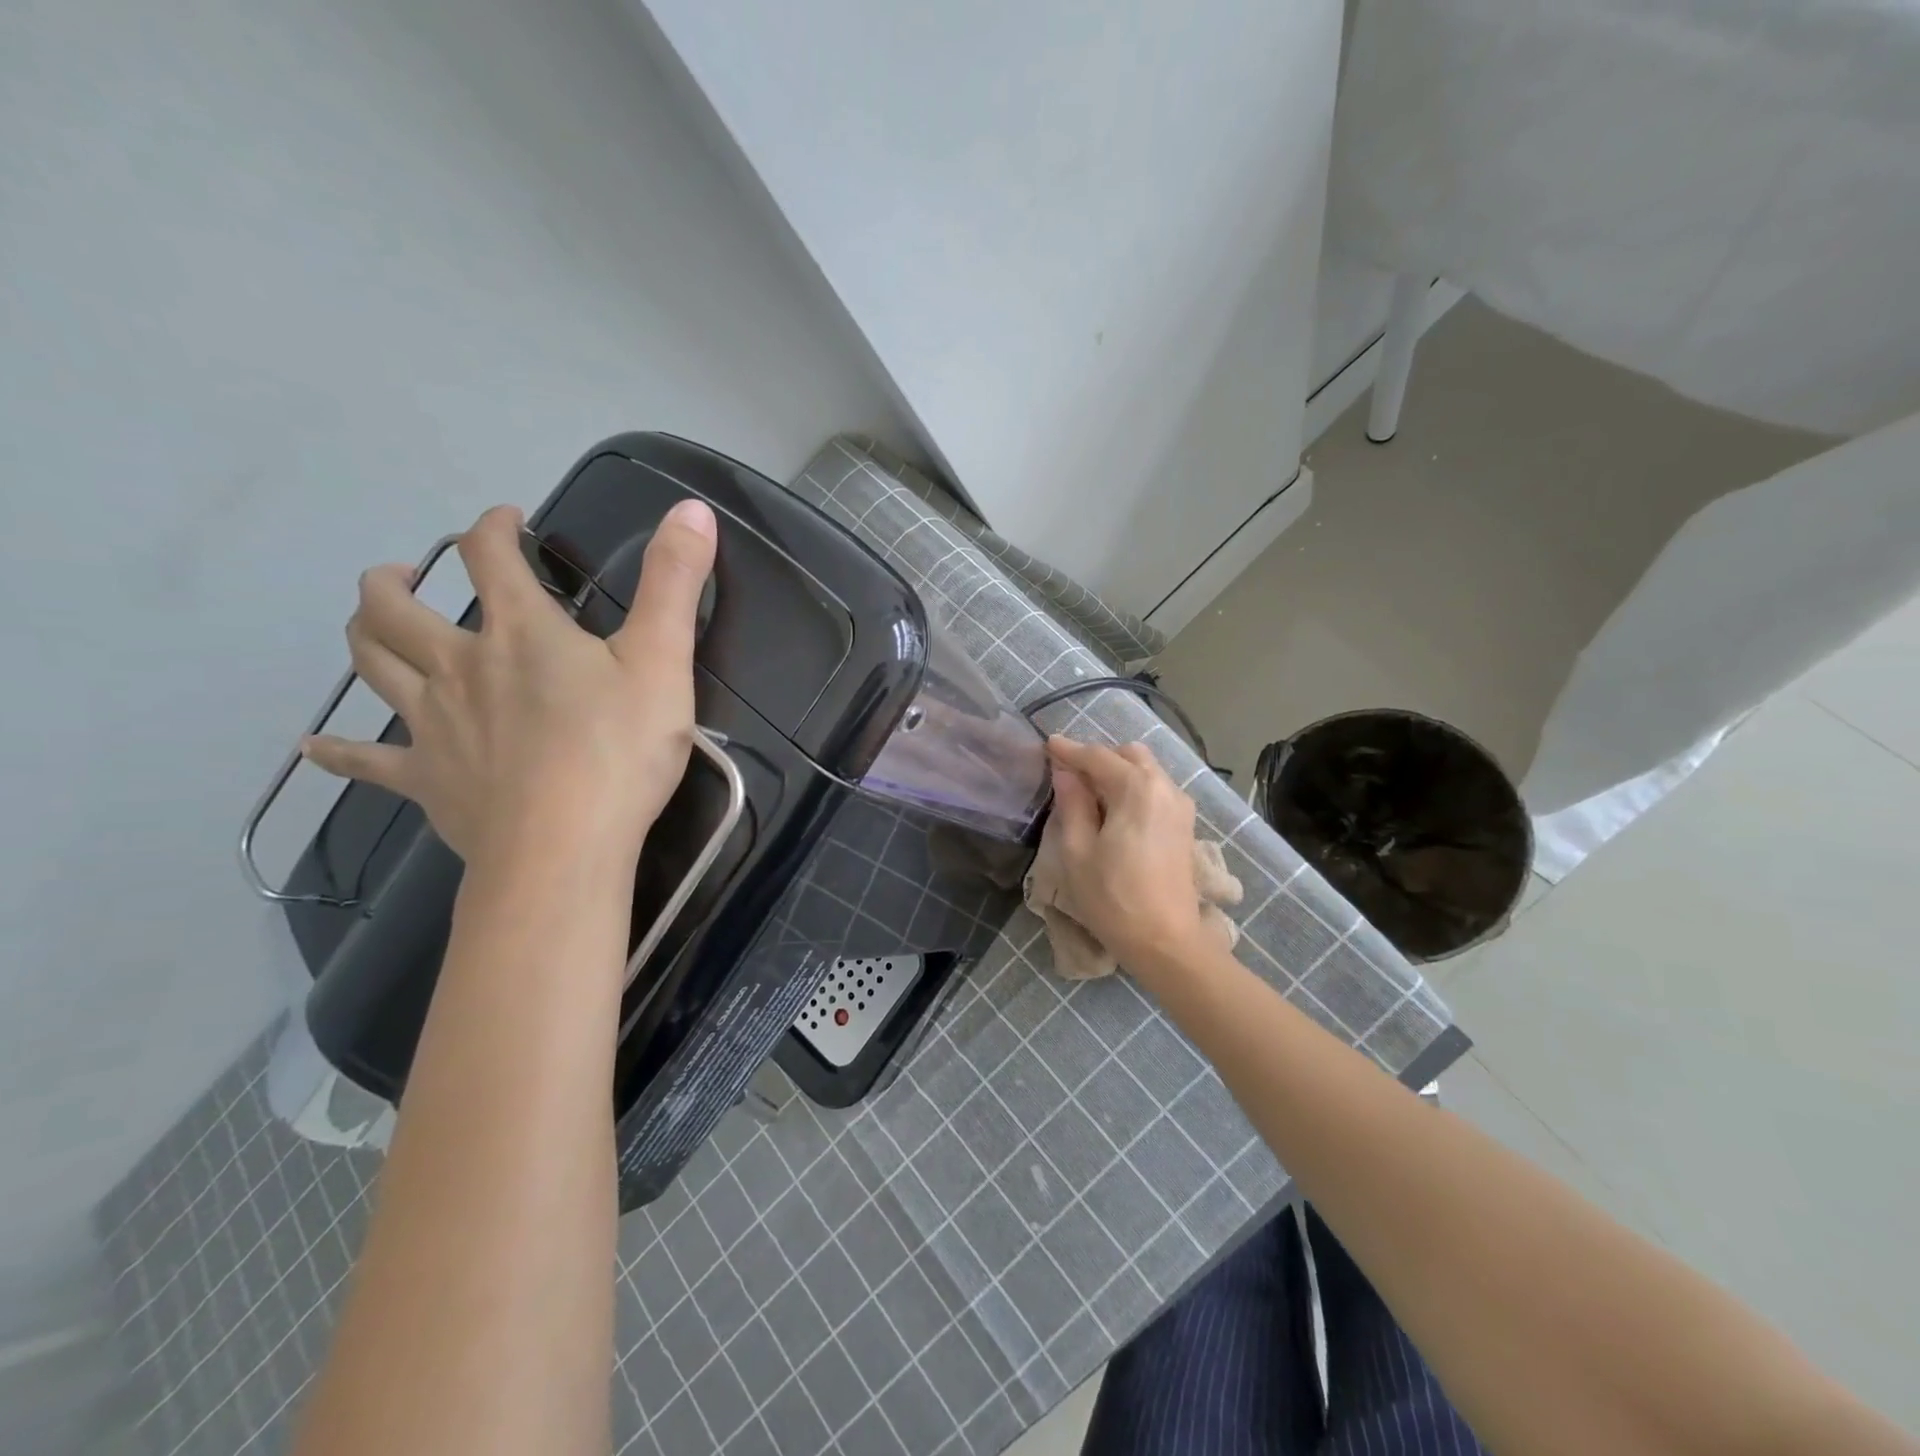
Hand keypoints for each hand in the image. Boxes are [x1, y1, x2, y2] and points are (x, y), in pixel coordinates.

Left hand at [303, 500, 717, 867]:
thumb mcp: (663, 660)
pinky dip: (339, 752)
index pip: (490, 557)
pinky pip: (368, 763)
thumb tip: (692, 507)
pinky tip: (315, 747)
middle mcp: (461, 666)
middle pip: (398, 609)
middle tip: (404, 573)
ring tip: (368, 619)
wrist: (564, 848)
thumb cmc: (620, 751)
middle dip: (396, 580)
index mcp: (521, 633)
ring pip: (374, 667)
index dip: (494, 528)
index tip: (507, 520)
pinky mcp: (428, 781)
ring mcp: (434, 725)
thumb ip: (675, 583)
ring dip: (364, 634)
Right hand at [1045, 736, 1204, 971]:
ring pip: (1145, 771)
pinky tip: (1113, 811)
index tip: (1047, 745)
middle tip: (1068, 774)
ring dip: (1117, 772)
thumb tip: (1066, 773)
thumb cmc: (1113, 898)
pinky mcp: (1184, 826)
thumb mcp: (1077, 851)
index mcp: (1138, 788)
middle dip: (1098, 758)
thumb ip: (1072, 804)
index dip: (1069, 750)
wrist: (1166, 942)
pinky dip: (1132, 788)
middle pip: (1128, 755)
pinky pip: (1155, 790)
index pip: (1098, 756)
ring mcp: (1180, 807)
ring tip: (1088, 794)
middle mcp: (1165, 788)